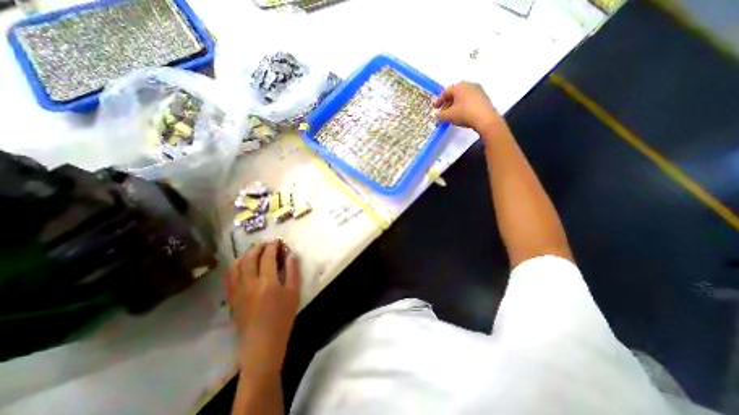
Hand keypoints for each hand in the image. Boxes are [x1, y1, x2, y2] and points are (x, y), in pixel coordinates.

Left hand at [225, 239, 298, 375]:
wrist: (262, 344)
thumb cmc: (282, 318)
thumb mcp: (293, 293)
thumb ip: (292, 271)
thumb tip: (291, 255)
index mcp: (268, 282)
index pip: (268, 256)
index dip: (272, 246)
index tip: (277, 241)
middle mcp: (250, 283)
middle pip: (250, 257)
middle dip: (258, 247)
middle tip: (266, 244)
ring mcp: (237, 291)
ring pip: (236, 265)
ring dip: (245, 254)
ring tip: (253, 251)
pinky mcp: (231, 298)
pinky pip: (229, 277)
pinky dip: (235, 266)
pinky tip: (241, 265)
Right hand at [435, 83, 502, 134]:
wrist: (486, 119)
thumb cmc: (465, 113)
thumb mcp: (449, 116)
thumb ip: (440, 116)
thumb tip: (437, 116)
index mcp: (460, 87)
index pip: (446, 92)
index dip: (439, 101)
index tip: (435, 108)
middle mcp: (469, 85)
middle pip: (455, 94)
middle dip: (447, 104)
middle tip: (443, 113)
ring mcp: (478, 91)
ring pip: (462, 98)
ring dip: (455, 106)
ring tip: (451, 116)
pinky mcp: (484, 98)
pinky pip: (469, 101)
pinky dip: (463, 107)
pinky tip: (461, 115)